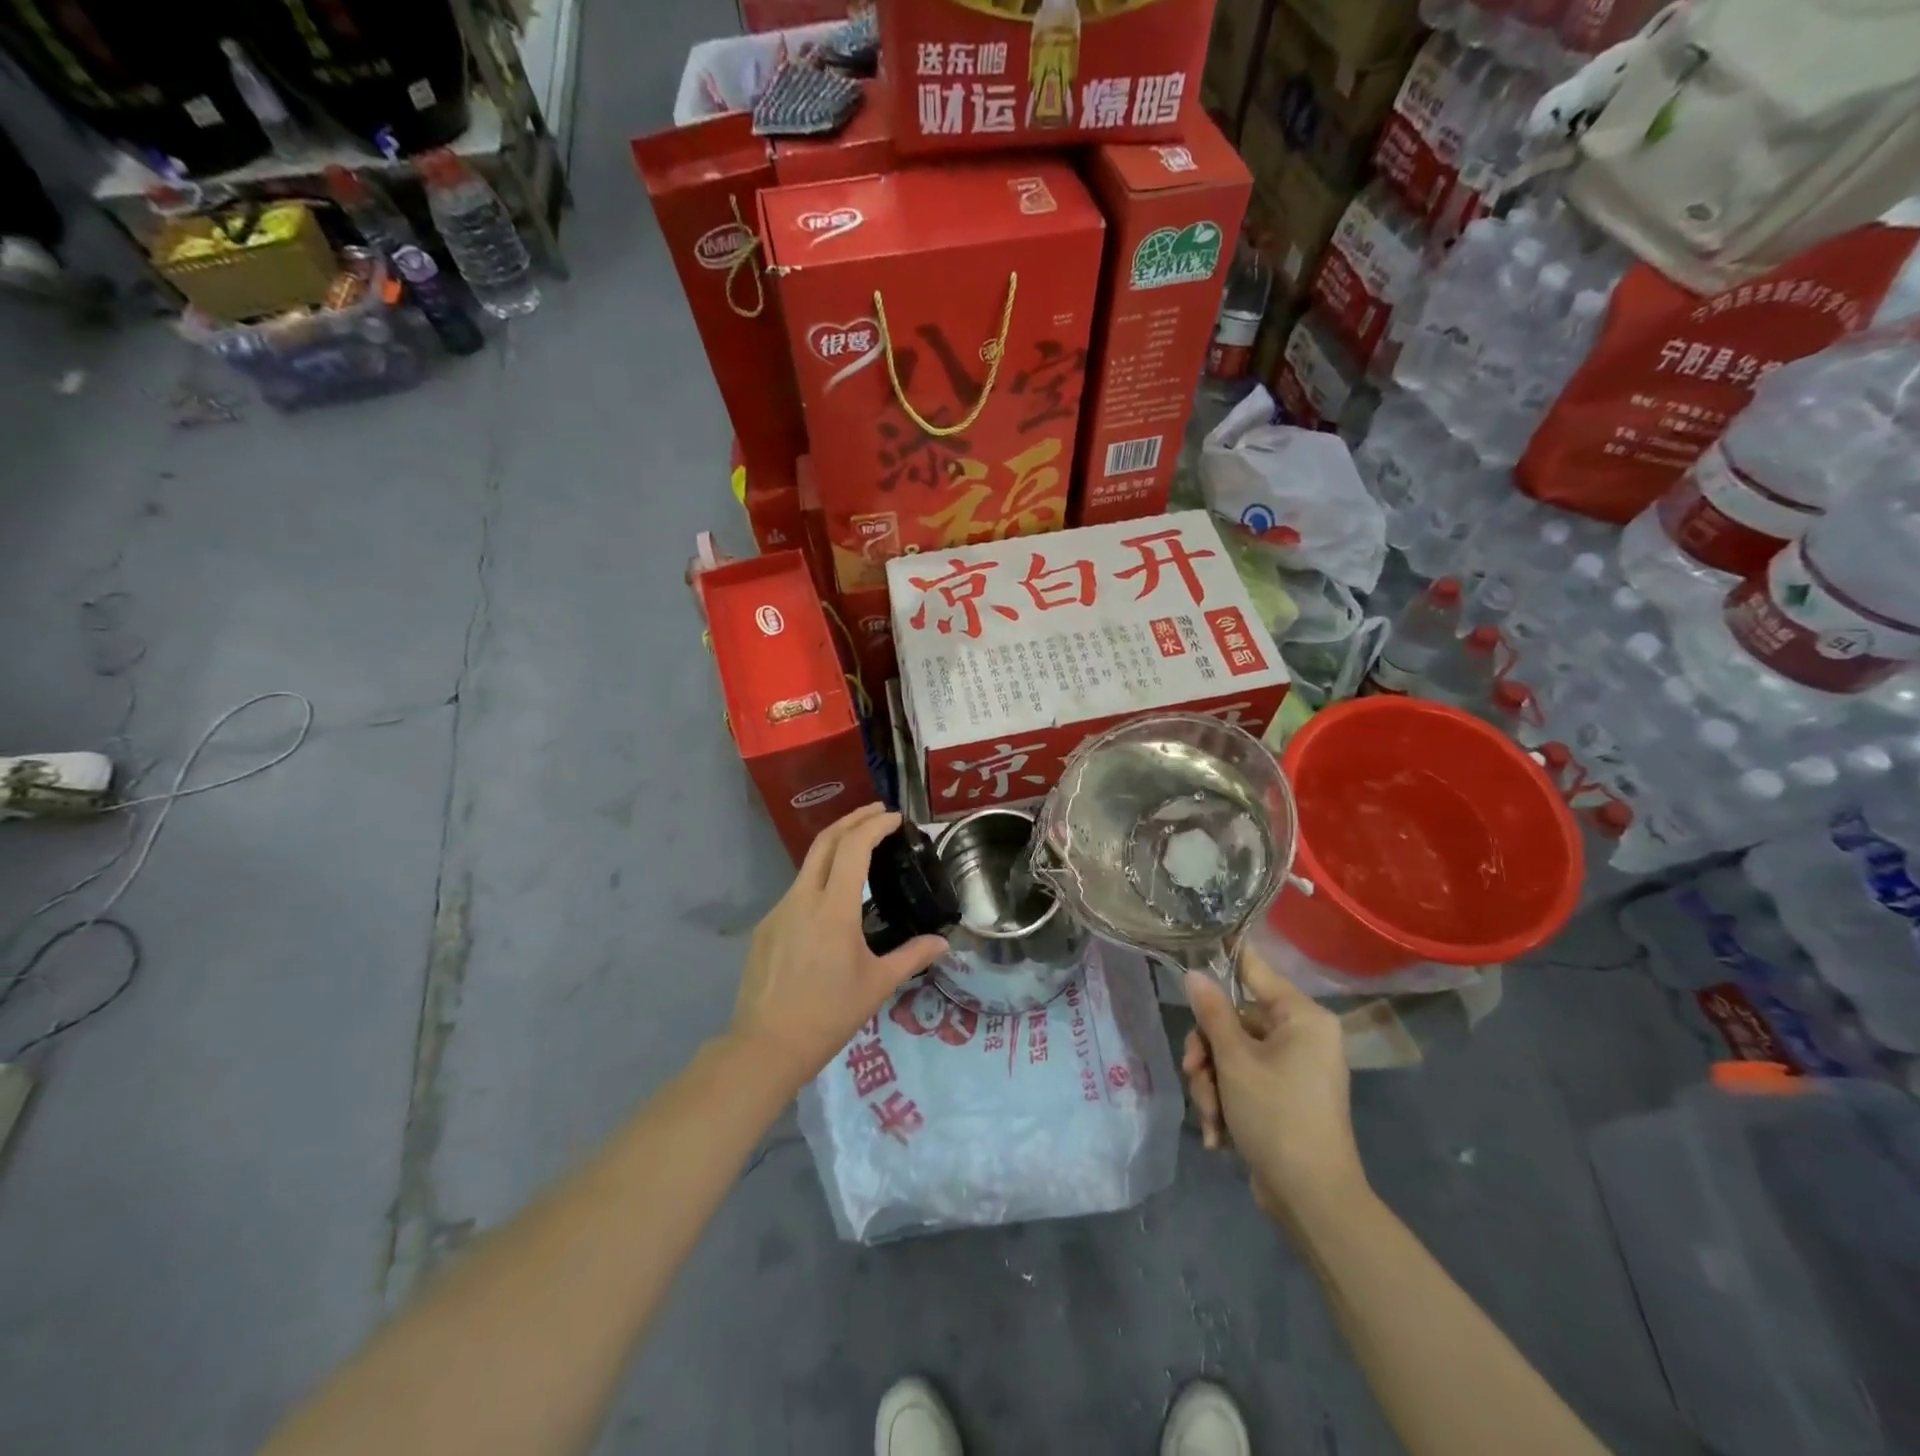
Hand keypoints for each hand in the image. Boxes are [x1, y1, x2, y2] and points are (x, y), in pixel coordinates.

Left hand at [731, 804, 947, 1092]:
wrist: (766, 1046)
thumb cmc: (829, 1015)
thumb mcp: (877, 985)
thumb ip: (912, 956)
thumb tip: (944, 944)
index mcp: (833, 908)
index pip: (854, 847)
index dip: (874, 825)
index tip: (895, 817)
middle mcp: (802, 899)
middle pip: (825, 842)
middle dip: (852, 819)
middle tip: (877, 812)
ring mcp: (778, 911)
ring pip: (808, 866)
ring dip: (835, 847)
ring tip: (860, 850)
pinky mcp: (765, 928)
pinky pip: (796, 892)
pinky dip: (819, 879)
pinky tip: (832, 899)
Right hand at [1182, 943, 1366, 1223]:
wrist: (1313, 1200)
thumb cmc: (1277, 1117)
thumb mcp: (1235, 1062)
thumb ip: (1212, 1014)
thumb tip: (1195, 974)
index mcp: (1302, 1018)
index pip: (1256, 971)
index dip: (1224, 958)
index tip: (1194, 947)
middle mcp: (1301, 1036)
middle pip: (1234, 1021)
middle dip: (1207, 1054)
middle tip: (1193, 1074)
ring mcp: (1293, 1068)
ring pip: (1232, 1055)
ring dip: (1212, 1084)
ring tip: (1210, 1116)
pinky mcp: (1283, 1097)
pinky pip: (1243, 1082)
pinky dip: (1226, 1103)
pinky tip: (1218, 1134)